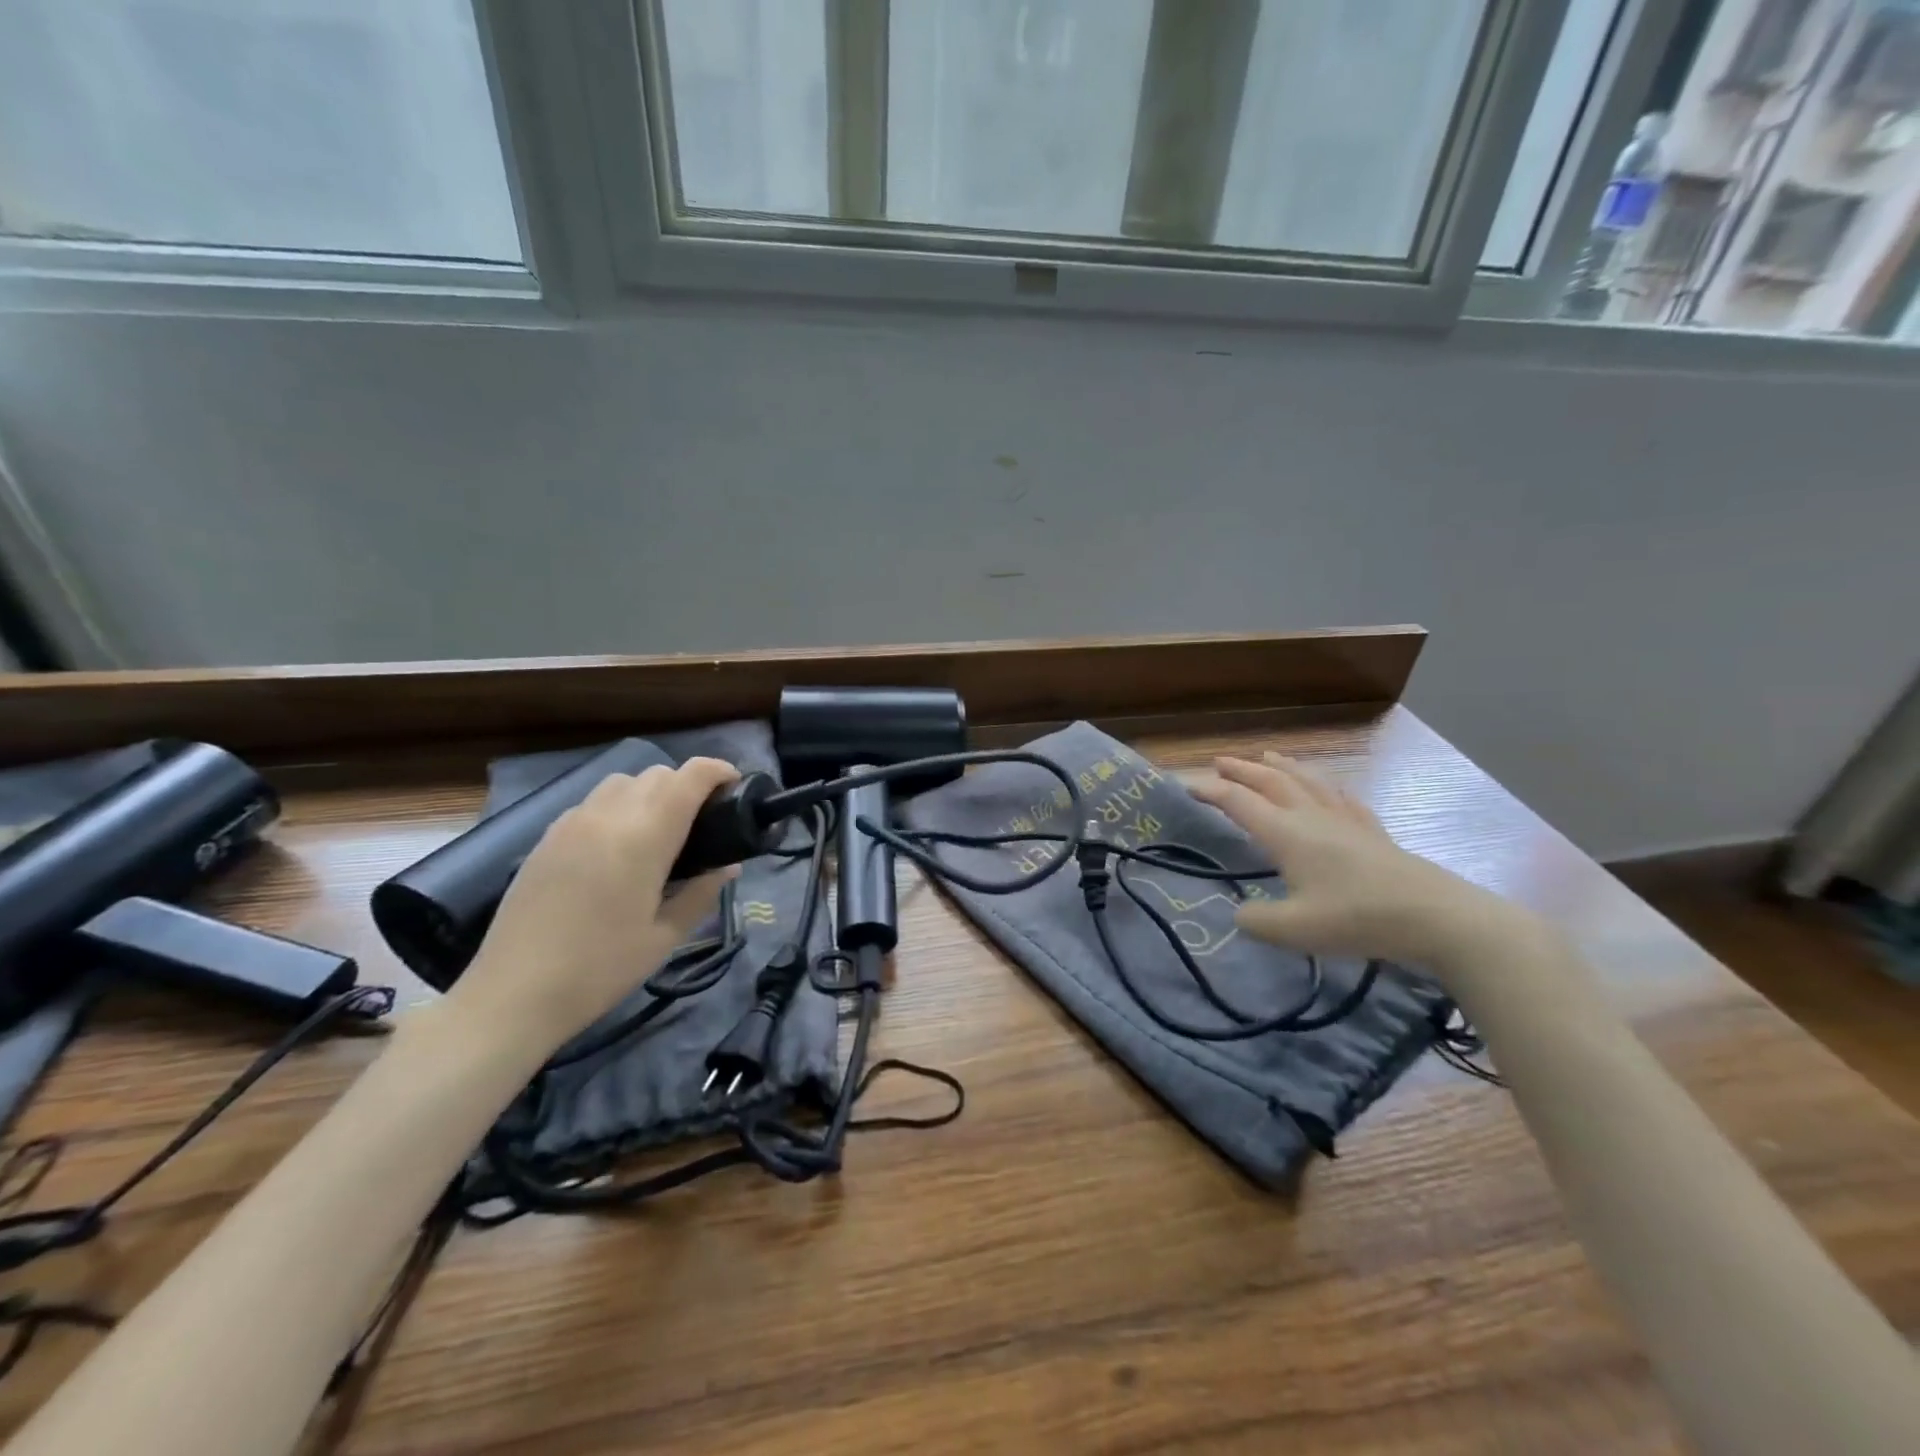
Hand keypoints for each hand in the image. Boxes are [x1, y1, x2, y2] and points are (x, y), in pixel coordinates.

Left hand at [445, 758, 740, 1062]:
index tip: (736, 787)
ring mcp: (572, 823)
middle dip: (688, 785)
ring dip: (650, 792)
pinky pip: (593, 803)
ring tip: (660, 830)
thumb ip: (702, 893)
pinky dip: (618, 807)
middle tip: (704, 821)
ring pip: (622, 781)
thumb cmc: (600, 969)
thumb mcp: (665, 937)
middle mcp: (608, 816)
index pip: (689, 777)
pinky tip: (618, 847)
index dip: (719, 771)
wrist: (512, 995)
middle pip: (657, 773)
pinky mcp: (547, 837)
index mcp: (644, 838)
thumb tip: (729, 866)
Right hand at [1189, 752, 1520, 968]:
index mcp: (1287, 833)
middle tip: (1220, 761)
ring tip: (1267, 757)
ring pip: (1308, 782)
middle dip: (1242, 770)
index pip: (1239, 803)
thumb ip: (1256, 921)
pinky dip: (1327, 787)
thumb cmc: (1356, 918)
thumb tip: (1240, 914)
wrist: (1434, 917)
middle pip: (1271, 782)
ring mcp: (1346, 822)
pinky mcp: (1373, 833)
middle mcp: (1312, 817)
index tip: (1186, 786)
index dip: (1210, 792)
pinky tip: (1331, 788)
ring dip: (1282, 767)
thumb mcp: (1293, 930)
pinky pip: (1344, 799)